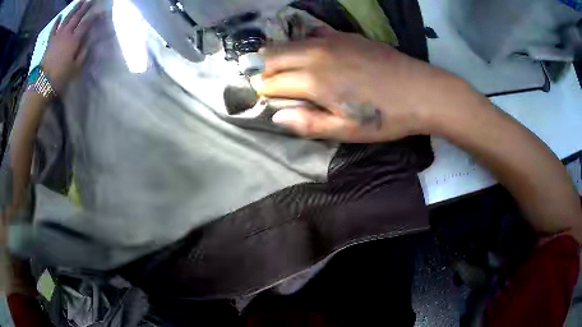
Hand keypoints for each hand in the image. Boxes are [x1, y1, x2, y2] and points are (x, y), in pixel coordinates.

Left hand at [41, 0, 95, 94]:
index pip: (86, 24)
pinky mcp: (50, 42)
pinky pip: (53, 29)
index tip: (100, 12)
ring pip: (67, 19)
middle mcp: (66, 34)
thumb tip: (88, 42)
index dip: (93, 17)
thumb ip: (83, 54)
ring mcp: (57, 37)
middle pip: (77, 17)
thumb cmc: (60, 78)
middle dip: (85, 7)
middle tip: (91, 0)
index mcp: (74, 41)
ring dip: (74, 9)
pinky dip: (57, 22)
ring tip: (80, 1)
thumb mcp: (75, 69)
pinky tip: (60, 16)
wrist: (42, 85)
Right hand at [255, 29, 463, 142]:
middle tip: (267, 80)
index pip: (272, 82)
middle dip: (264, 68)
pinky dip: (304, 42)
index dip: (263, 90)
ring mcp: (332, 40)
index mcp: (314, 81)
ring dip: (280, 54)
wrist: (422, 91)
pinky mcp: (346, 35)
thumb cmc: (385, 116)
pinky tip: (311, 51)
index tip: (263, 97)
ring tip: (281, 66)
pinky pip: (314, 33)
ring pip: (291, 42)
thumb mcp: (347, 130)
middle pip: (274, 55)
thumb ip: (309, 124)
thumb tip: (277, 117)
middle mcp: (316, 54)